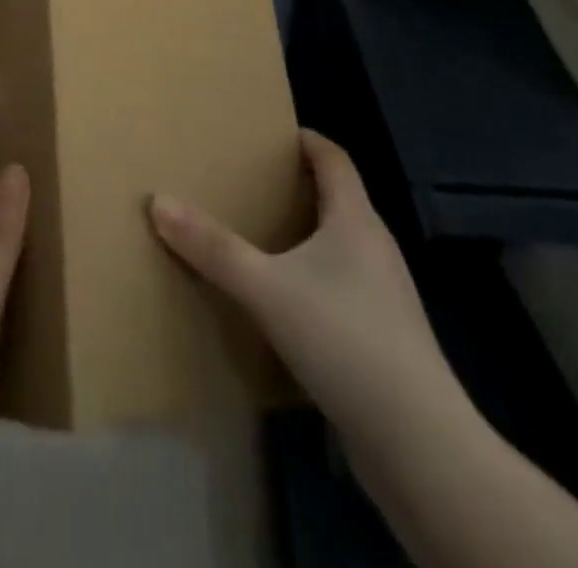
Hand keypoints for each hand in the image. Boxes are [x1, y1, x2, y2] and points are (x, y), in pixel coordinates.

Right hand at [149, 129, 454, 445]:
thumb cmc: (344, 339)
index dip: (308, 141)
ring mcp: (386, 296)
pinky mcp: (385, 338)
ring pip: (342, 247)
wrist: (418, 443)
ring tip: (263, 239)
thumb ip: (212, 247)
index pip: (336, 160)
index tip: (274, 133)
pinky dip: (315, 280)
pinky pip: (344, 288)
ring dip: (306, 236)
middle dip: (299, 188)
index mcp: (356, 221)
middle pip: (339, 200)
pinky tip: (287, 303)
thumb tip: (159, 201)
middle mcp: (376, 248)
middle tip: (253, 183)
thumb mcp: (266, 288)